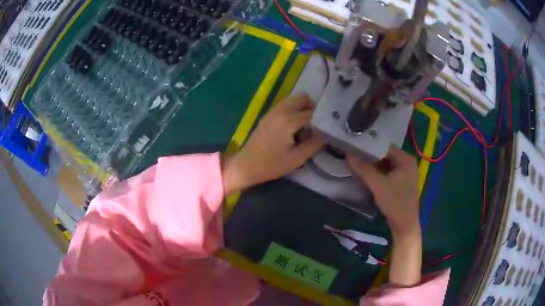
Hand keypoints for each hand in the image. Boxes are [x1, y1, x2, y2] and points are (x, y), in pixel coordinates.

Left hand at [222, 94, 323, 195]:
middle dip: (313, 107)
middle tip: (317, 124)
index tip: (328, 128)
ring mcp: (272, 111)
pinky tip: (294, 127)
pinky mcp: (267, 115)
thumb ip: (314, 144)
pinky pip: (285, 105)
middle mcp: (280, 110)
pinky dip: (293, 110)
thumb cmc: (271, 165)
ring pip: (292, 100)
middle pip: (302, 97)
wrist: (246, 165)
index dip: (322, 120)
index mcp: (288, 120)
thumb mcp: (297, 158)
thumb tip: (327, 135)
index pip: (312, 113)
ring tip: (306, 126)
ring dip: (302, 108)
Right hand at [347, 146, 419, 237]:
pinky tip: (368, 173)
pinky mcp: (402, 181)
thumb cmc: (394, 203)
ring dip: (374, 164)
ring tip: (358, 161)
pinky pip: (389, 171)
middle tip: (354, 154)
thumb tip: (348, 154)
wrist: (404, 225)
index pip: (385, 146)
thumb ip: (363, 169)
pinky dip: (379, 172)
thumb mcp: (377, 185)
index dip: (370, 146)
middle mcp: (408, 162)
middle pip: (386, 154)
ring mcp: (406, 172)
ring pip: (387, 163)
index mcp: (406, 159)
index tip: (355, 145)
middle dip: (371, 156)